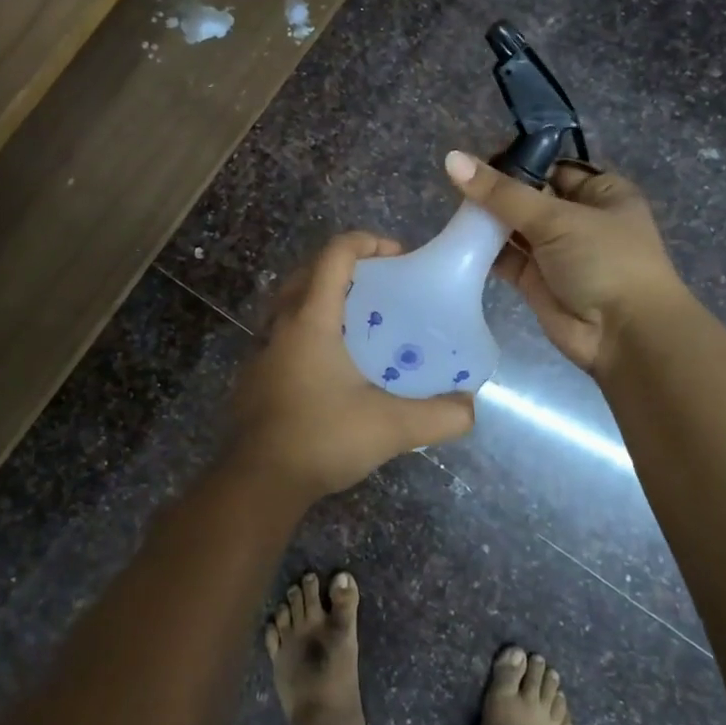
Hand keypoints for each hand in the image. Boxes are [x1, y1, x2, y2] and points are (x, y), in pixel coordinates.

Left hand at [226, 232, 474, 500]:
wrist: (257, 483)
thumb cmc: (321, 439)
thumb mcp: (391, 428)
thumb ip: (439, 416)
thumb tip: (470, 408)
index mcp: (310, 319)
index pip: (335, 255)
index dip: (367, 242)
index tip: (399, 256)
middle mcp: (281, 324)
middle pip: (311, 270)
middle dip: (348, 266)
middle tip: (383, 286)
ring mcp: (262, 349)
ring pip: (293, 301)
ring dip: (326, 296)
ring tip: (362, 321)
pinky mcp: (256, 374)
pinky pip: (284, 331)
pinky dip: (311, 327)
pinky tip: (335, 363)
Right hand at [444, 150, 687, 372]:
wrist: (624, 335)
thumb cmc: (605, 261)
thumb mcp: (557, 218)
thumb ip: (502, 193)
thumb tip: (453, 159)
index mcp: (601, 192)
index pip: (552, 166)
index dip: (517, 161)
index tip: (476, 159)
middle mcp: (580, 218)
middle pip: (530, 196)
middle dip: (497, 192)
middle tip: (456, 184)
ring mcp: (557, 252)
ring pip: (515, 228)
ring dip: (488, 221)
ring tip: (453, 209)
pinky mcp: (537, 281)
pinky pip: (506, 258)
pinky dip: (485, 251)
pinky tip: (459, 239)